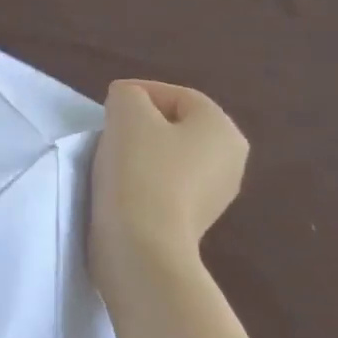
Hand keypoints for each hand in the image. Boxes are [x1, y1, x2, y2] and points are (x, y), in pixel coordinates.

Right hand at [90, 80, 246, 266]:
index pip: (179, 96)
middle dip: (142, 122)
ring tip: (109, 156)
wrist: (142, 246)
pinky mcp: (192, 221)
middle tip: (108, 127)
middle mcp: (231, 161)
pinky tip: (120, 186)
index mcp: (223, 130)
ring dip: (141, 152)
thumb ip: (128, 95)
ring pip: (171, 156)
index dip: (141, 92)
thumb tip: (129, 103)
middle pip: (177, 126)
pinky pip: (166, 185)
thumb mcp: (127, 114)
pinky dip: (144, 179)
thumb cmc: (140, 170)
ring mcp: (215, 195)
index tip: (107, 103)